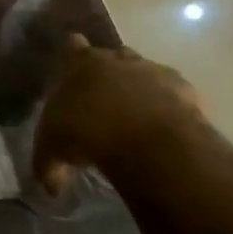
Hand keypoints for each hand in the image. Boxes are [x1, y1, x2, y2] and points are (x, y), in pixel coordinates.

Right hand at [34, 34, 206, 190]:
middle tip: (105, 97)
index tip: (73, 68)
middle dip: (110, 71)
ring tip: (138, 115)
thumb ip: (47, 164)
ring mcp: (152, 71)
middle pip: (112, 55)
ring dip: (141, 88)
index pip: (72, 46)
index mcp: (79, 63)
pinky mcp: (185, 90)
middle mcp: (115, 59)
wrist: (145, 139)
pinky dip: (171, 106)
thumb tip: (51, 187)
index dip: (73, 56)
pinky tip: (166, 126)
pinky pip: (176, 94)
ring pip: (146, 71)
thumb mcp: (52, 150)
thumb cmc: (86, 132)